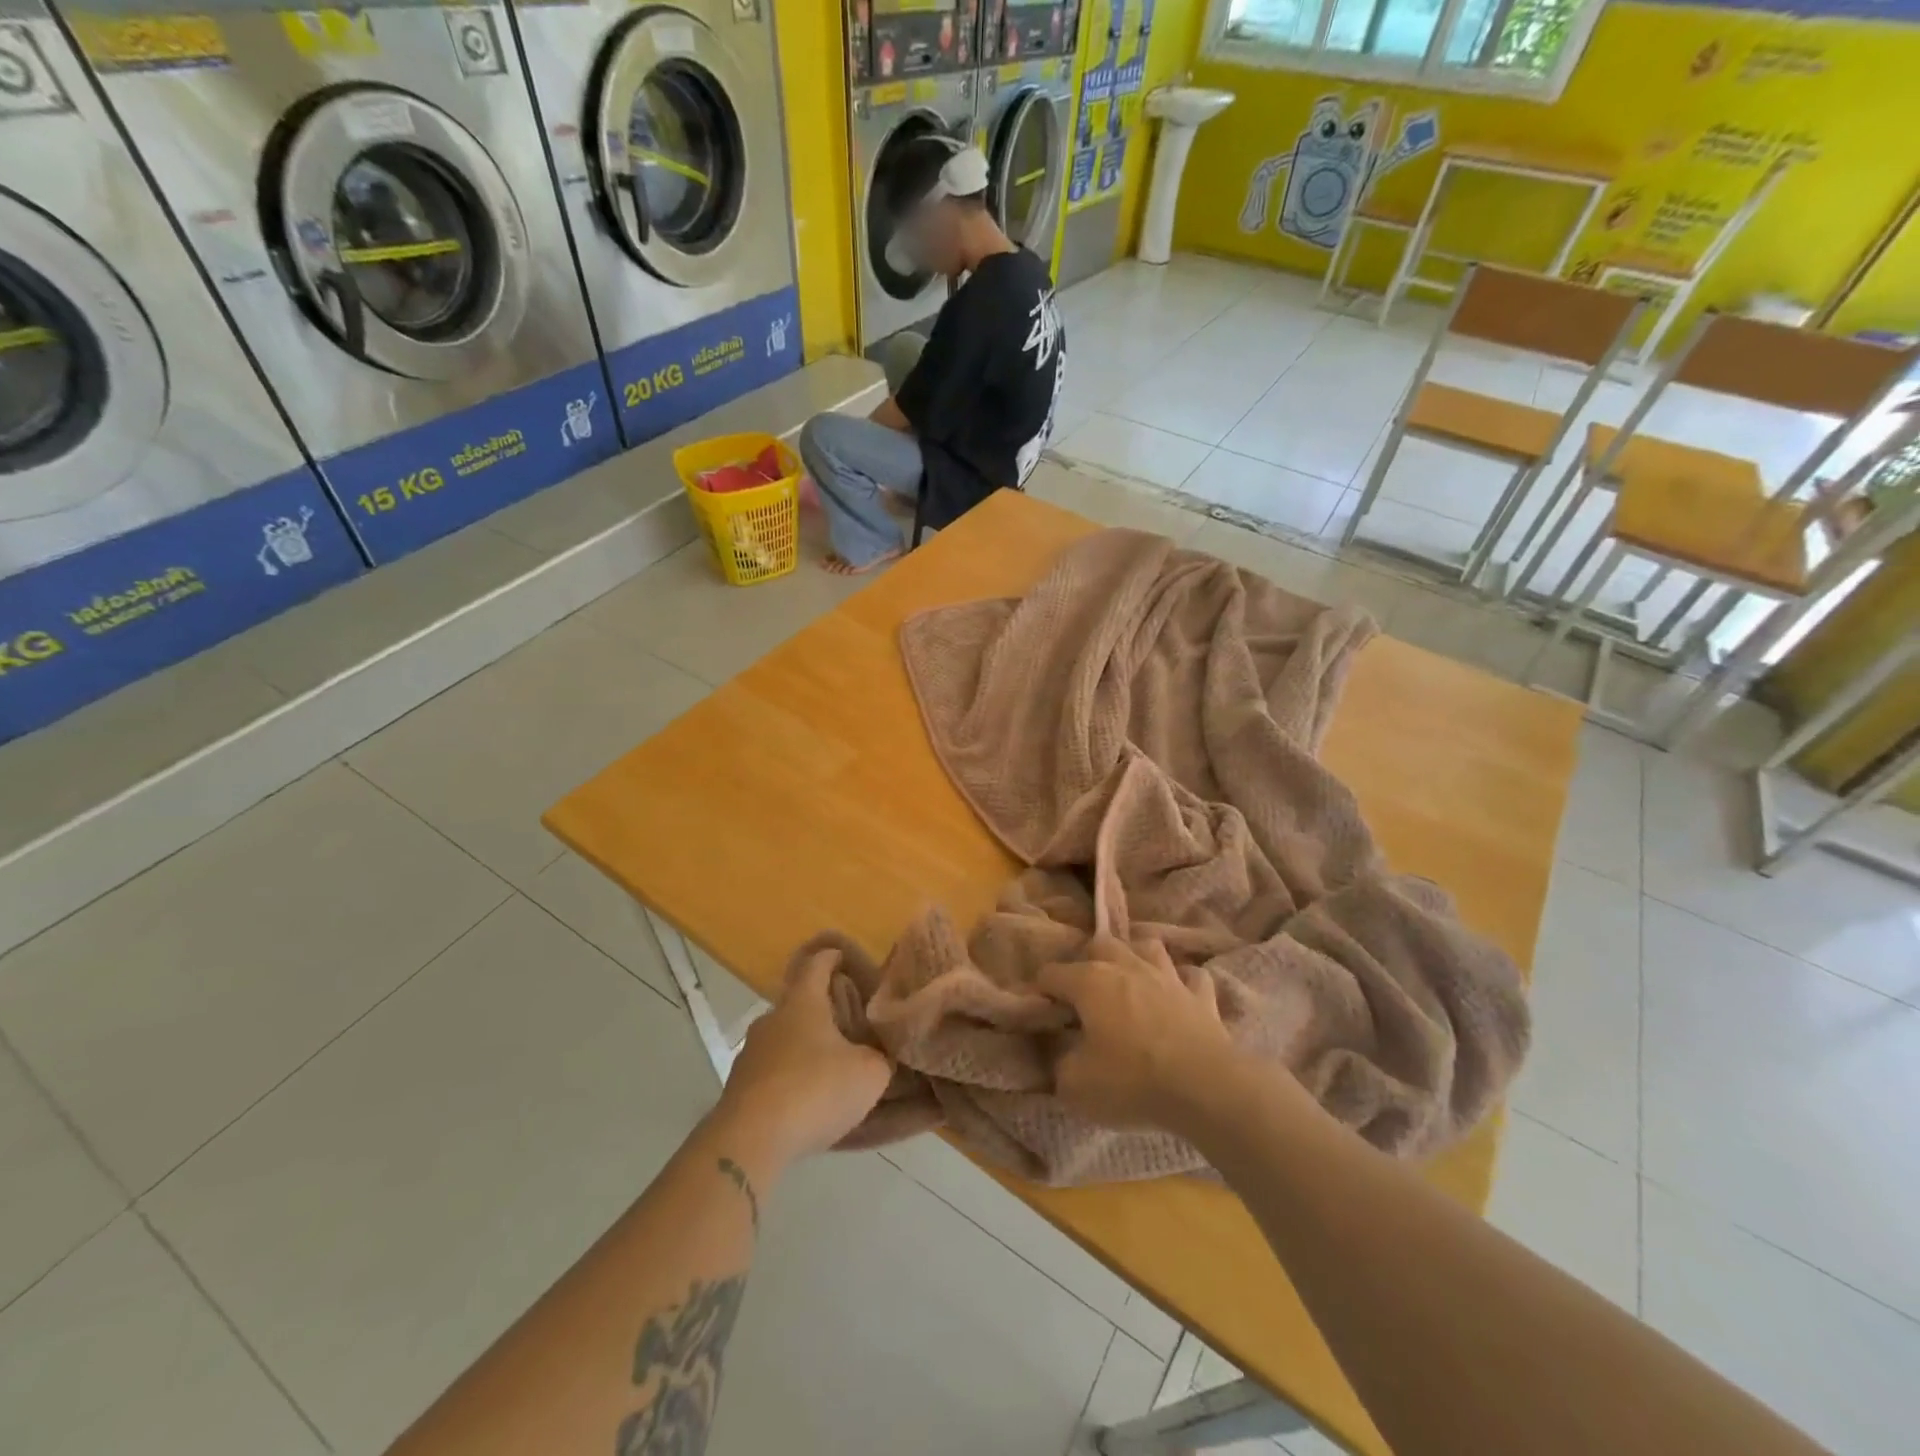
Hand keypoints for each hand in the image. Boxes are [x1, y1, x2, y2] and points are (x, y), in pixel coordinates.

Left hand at [716, 950, 892, 1166]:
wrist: (750, 1141)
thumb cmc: (815, 1090)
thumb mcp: (869, 1074)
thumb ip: (880, 1057)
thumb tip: (879, 1054)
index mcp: (803, 1002)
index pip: (817, 965)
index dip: (832, 958)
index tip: (844, 957)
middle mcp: (772, 1018)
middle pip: (799, 1003)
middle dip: (823, 1009)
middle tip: (850, 1023)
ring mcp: (751, 1052)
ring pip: (784, 1038)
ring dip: (804, 1046)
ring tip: (830, 1066)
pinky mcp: (739, 1086)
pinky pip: (772, 1070)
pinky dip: (789, 1076)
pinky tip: (806, 1098)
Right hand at [1039, 935, 1238, 1132]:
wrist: (1205, 1087)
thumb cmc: (1132, 1081)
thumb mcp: (1077, 1085)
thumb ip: (1061, 1065)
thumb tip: (1064, 1055)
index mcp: (1090, 982)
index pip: (1052, 973)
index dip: (1041, 990)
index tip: (1041, 1011)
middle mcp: (1127, 967)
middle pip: (1101, 945)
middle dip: (1088, 961)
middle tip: (1084, 991)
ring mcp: (1168, 977)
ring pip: (1148, 947)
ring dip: (1137, 957)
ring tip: (1131, 978)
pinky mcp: (1202, 996)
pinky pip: (1192, 976)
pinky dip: (1184, 982)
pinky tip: (1179, 994)